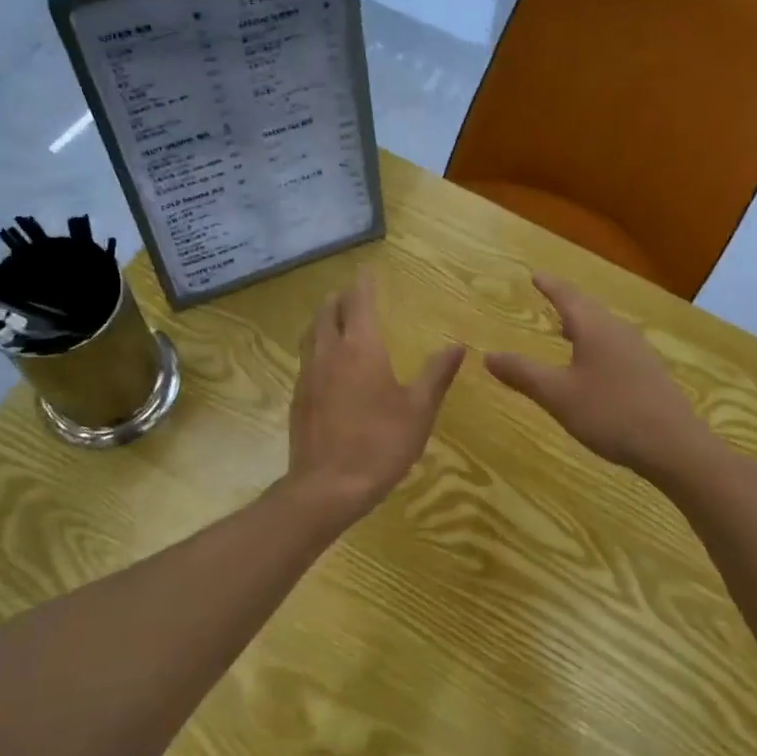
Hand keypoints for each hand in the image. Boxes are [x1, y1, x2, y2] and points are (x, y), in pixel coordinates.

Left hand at [285, 268, 465, 521]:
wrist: (328, 486)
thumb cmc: (380, 443)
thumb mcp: (419, 410)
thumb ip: (437, 374)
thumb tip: (458, 345)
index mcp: (361, 347)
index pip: (359, 302)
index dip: (363, 283)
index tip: (366, 269)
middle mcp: (329, 351)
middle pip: (329, 311)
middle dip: (341, 297)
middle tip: (352, 292)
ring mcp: (308, 373)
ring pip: (312, 332)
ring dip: (324, 318)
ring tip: (336, 317)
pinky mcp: (298, 396)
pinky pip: (306, 356)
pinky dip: (316, 344)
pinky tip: (325, 361)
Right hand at [485, 273, 711, 475]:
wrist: (675, 447)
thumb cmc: (611, 414)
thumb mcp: (557, 395)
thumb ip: (522, 374)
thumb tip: (487, 355)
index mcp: (595, 328)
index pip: (567, 296)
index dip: (549, 285)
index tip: (534, 274)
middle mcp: (618, 331)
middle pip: (588, 307)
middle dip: (566, 300)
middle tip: (548, 294)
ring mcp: (638, 351)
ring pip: (604, 326)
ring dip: (582, 322)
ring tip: (564, 328)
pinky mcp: (648, 372)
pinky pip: (615, 344)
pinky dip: (595, 341)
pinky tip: (592, 363)